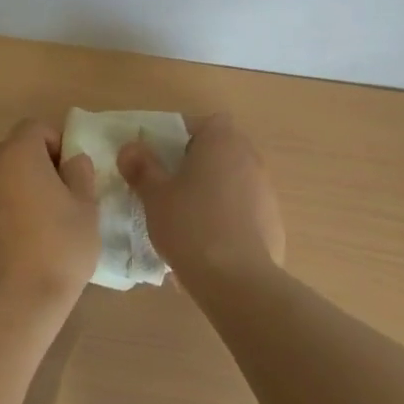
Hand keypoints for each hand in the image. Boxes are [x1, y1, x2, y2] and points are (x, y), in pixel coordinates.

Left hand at [0, 119, 99, 313]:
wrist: (17, 304)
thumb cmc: (59, 248)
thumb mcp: (86, 207)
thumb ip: (80, 174)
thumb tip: (72, 161)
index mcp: (18, 155)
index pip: (35, 127)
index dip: (57, 142)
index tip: (70, 172)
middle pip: (12, 147)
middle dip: (34, 160)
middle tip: (57, 190)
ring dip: (16, 183)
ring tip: (39, 216)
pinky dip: (3, 209)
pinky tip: (21, 240)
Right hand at [118, 114, 284, 285]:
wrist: (238, 280)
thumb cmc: (191, 225)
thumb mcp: (155, 195)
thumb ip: (142, 167)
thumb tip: (129, 148)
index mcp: (221, 141)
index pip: (203, 123)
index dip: (181, 136)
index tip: (163, 159)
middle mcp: (249, 157)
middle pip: (220, 151)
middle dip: (197, 165)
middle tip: (172, 188)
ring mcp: (266, 190)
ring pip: (233, 181)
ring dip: (214, 192)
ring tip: (188, 221)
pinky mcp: (274, 222)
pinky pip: (245, 210)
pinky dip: (229, 219)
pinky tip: (210, 245)